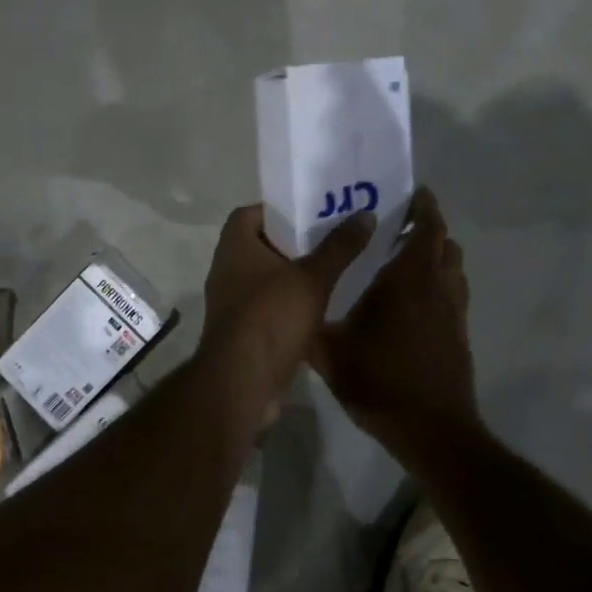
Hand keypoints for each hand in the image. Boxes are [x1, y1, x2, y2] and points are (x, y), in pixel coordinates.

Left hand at [199, 205, 376, 398]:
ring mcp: (230, 302)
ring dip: (292, 276)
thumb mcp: (313, 278)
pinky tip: (319, 309)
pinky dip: (287, 304)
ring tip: (331, 272)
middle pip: (260, 245)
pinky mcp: (240, 331)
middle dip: (293, 243)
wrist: (242, 381)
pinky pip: (266, 307)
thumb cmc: (272, 316)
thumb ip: (339, 247)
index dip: (279, 210)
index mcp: (235, 246)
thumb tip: (366, 214)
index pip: (251, 213)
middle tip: (330, 240)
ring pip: (264, 278)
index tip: (310, 214)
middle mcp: (226, 269)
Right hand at [313, 187, 478, 460]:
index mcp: (408, 279)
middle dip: (428, 227)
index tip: (412, 193)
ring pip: (454, 267)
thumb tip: (291, 302)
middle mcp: (437, 286)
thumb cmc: (380, 381)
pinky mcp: (459, 333)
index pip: (427, 227)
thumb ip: (310, 323)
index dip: (424, 206)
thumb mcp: (330, 353)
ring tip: (407, 257)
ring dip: (437, 254)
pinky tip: (414, 300)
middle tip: (400, 224)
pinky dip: (440, 281)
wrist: (432, 430)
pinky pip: (454, 292)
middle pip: (445, 243)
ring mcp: (453, 311)